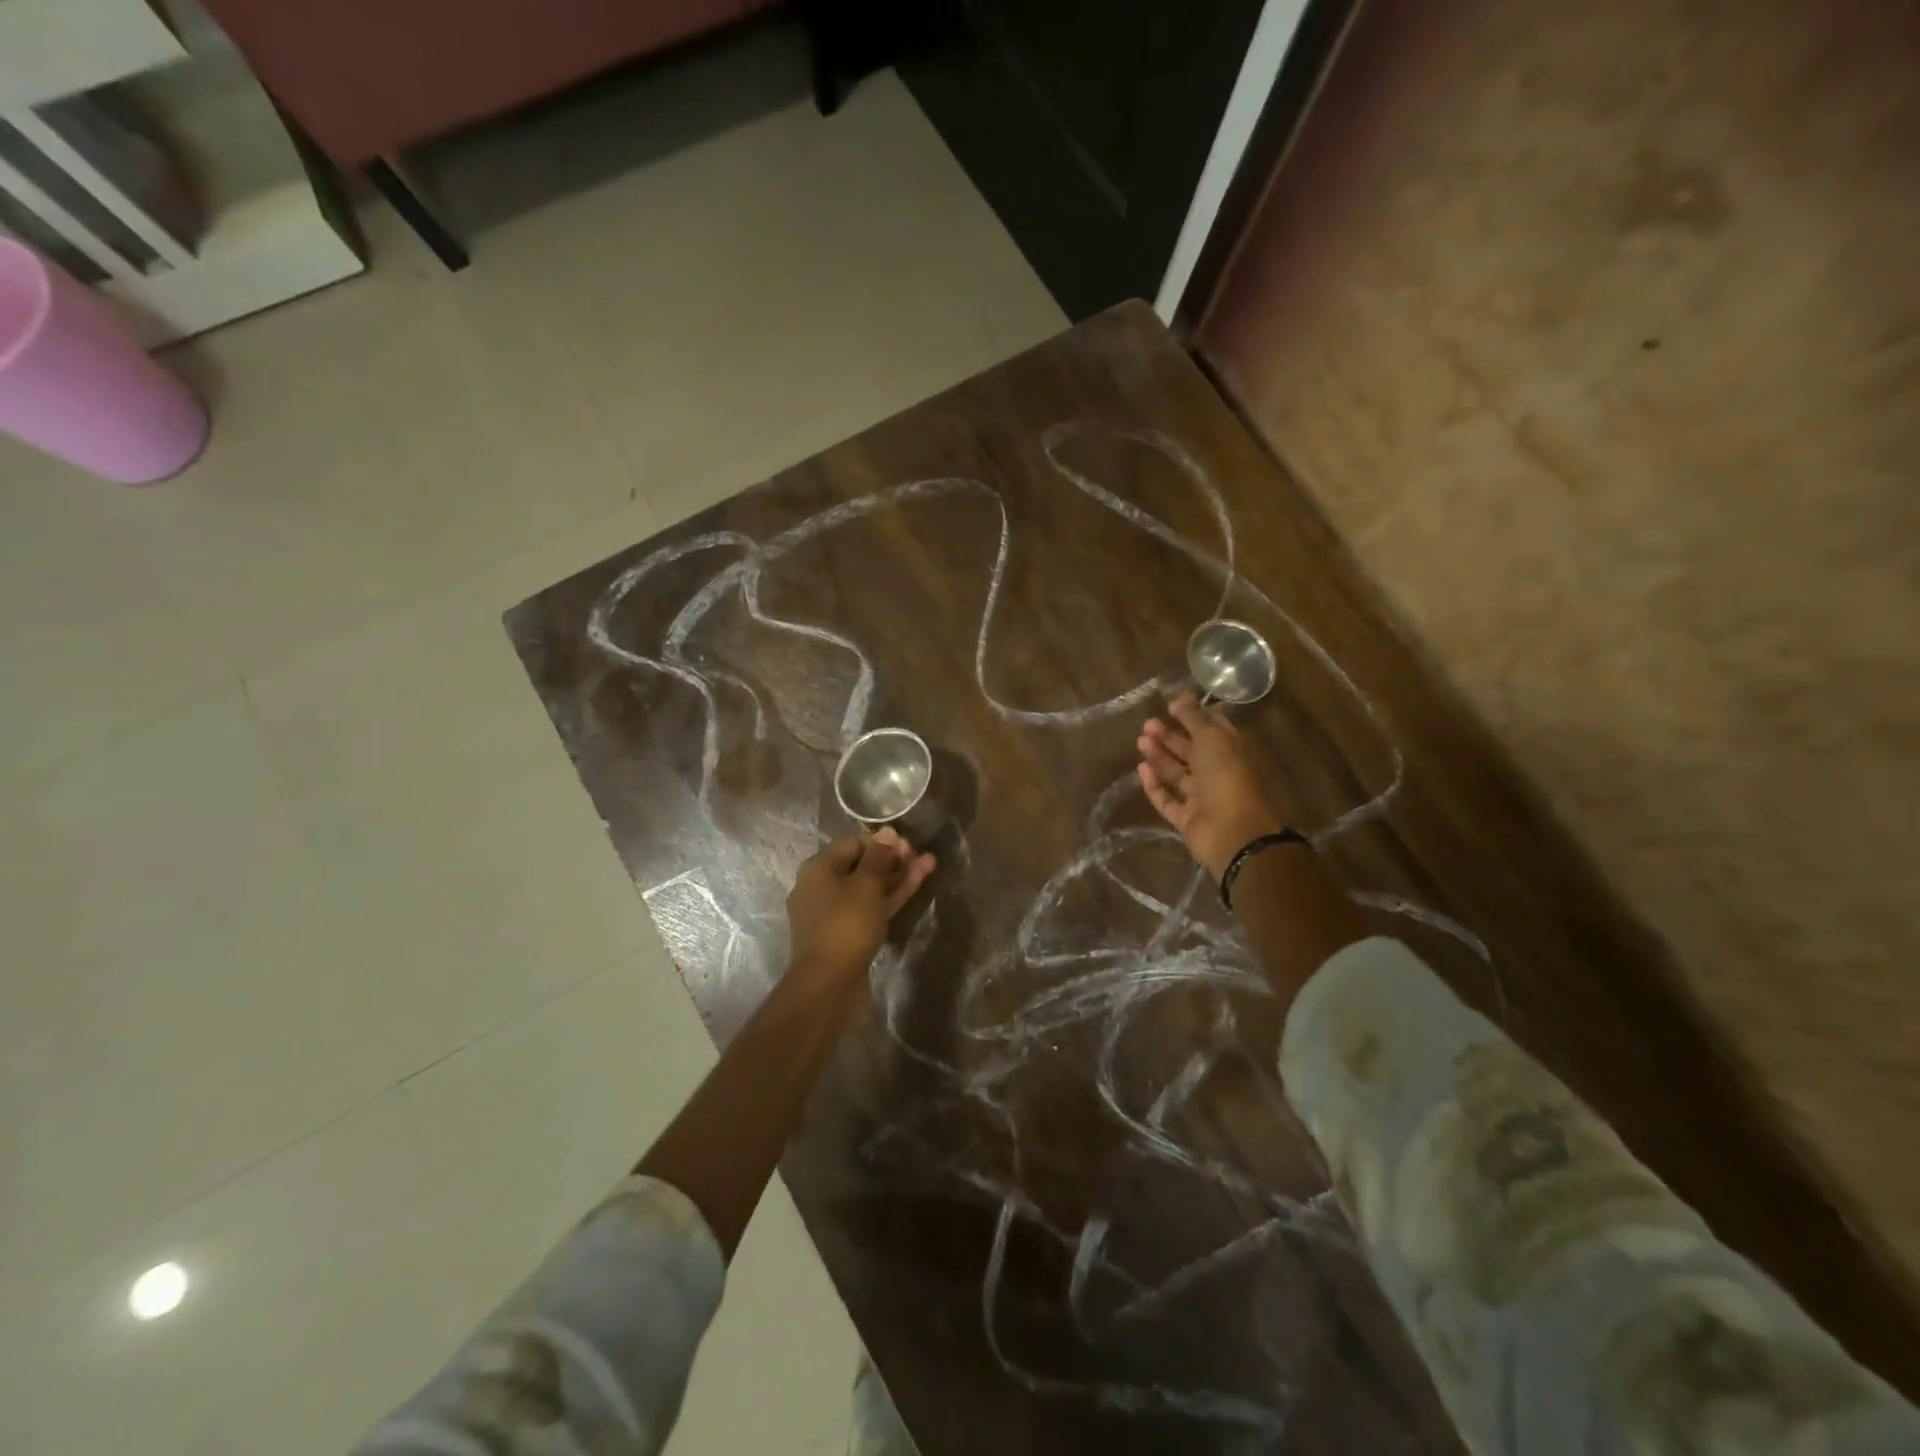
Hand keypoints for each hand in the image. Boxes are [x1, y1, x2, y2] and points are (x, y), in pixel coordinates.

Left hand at [786, 828, 935, 983]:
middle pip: (861, 864)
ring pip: (869, 887)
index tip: (909, 844)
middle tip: (921, 856)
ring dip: (897, 876)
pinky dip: (890, 897)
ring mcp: (834, 911)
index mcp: (819, 868)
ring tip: (929, 865)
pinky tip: (915, 886)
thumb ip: (879, 857)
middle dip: (893, 858)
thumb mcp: (866, 885)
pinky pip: (869, 906)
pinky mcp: (847, 932)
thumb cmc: (846, 926)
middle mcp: (822, 886)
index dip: (882, 841)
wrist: (828, 984)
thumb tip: (887, 832)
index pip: (853, 842)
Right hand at [1137, 694, 1287, 879]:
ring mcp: (1202, 798)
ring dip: (1159, 757)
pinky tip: (1141, 769)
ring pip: (1177, 774)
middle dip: (1169, 736)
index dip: (1193, 716)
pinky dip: (1154, 785)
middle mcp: (1217, 773)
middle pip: (1191, 751)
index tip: (1171, 705)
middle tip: (1146, 724)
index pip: (1212, 729)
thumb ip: (1194, 717)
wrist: (1232, 831)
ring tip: (1140, 741)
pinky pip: (1167, 799)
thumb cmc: (1226, 777)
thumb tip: (1181, 696)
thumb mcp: (1211, 738)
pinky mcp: (1187, 819)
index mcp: (1230, 752)